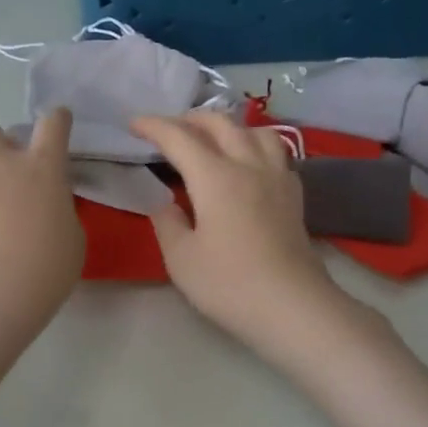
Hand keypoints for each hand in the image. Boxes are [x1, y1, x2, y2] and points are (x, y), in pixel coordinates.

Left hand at [0, 110, 84, 322]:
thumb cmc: (45, 270)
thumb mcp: (73, 237)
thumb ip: (60, 209)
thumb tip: (48, 204)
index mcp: (43, 166)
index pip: (53, 123)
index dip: (57, 121)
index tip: (57, 127)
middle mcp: (0, 161)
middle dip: (0, 147)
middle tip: (6, 173)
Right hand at [131, 111, 361, 359]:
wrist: (292, 307)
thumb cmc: (229, 284)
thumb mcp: (181, 258)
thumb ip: (168, 222)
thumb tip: (165, 202)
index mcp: (215, 177)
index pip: (179, 138)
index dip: (153, 126)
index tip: (133, 124)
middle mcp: (248, 165)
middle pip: (220, 123)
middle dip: (189, 119)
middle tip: (168, 130)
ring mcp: (277, 178)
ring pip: (255, 130)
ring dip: (229, 126)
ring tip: (212, 140)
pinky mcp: (294, 196)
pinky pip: (275, 152)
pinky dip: (254, 146)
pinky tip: (248, 164)